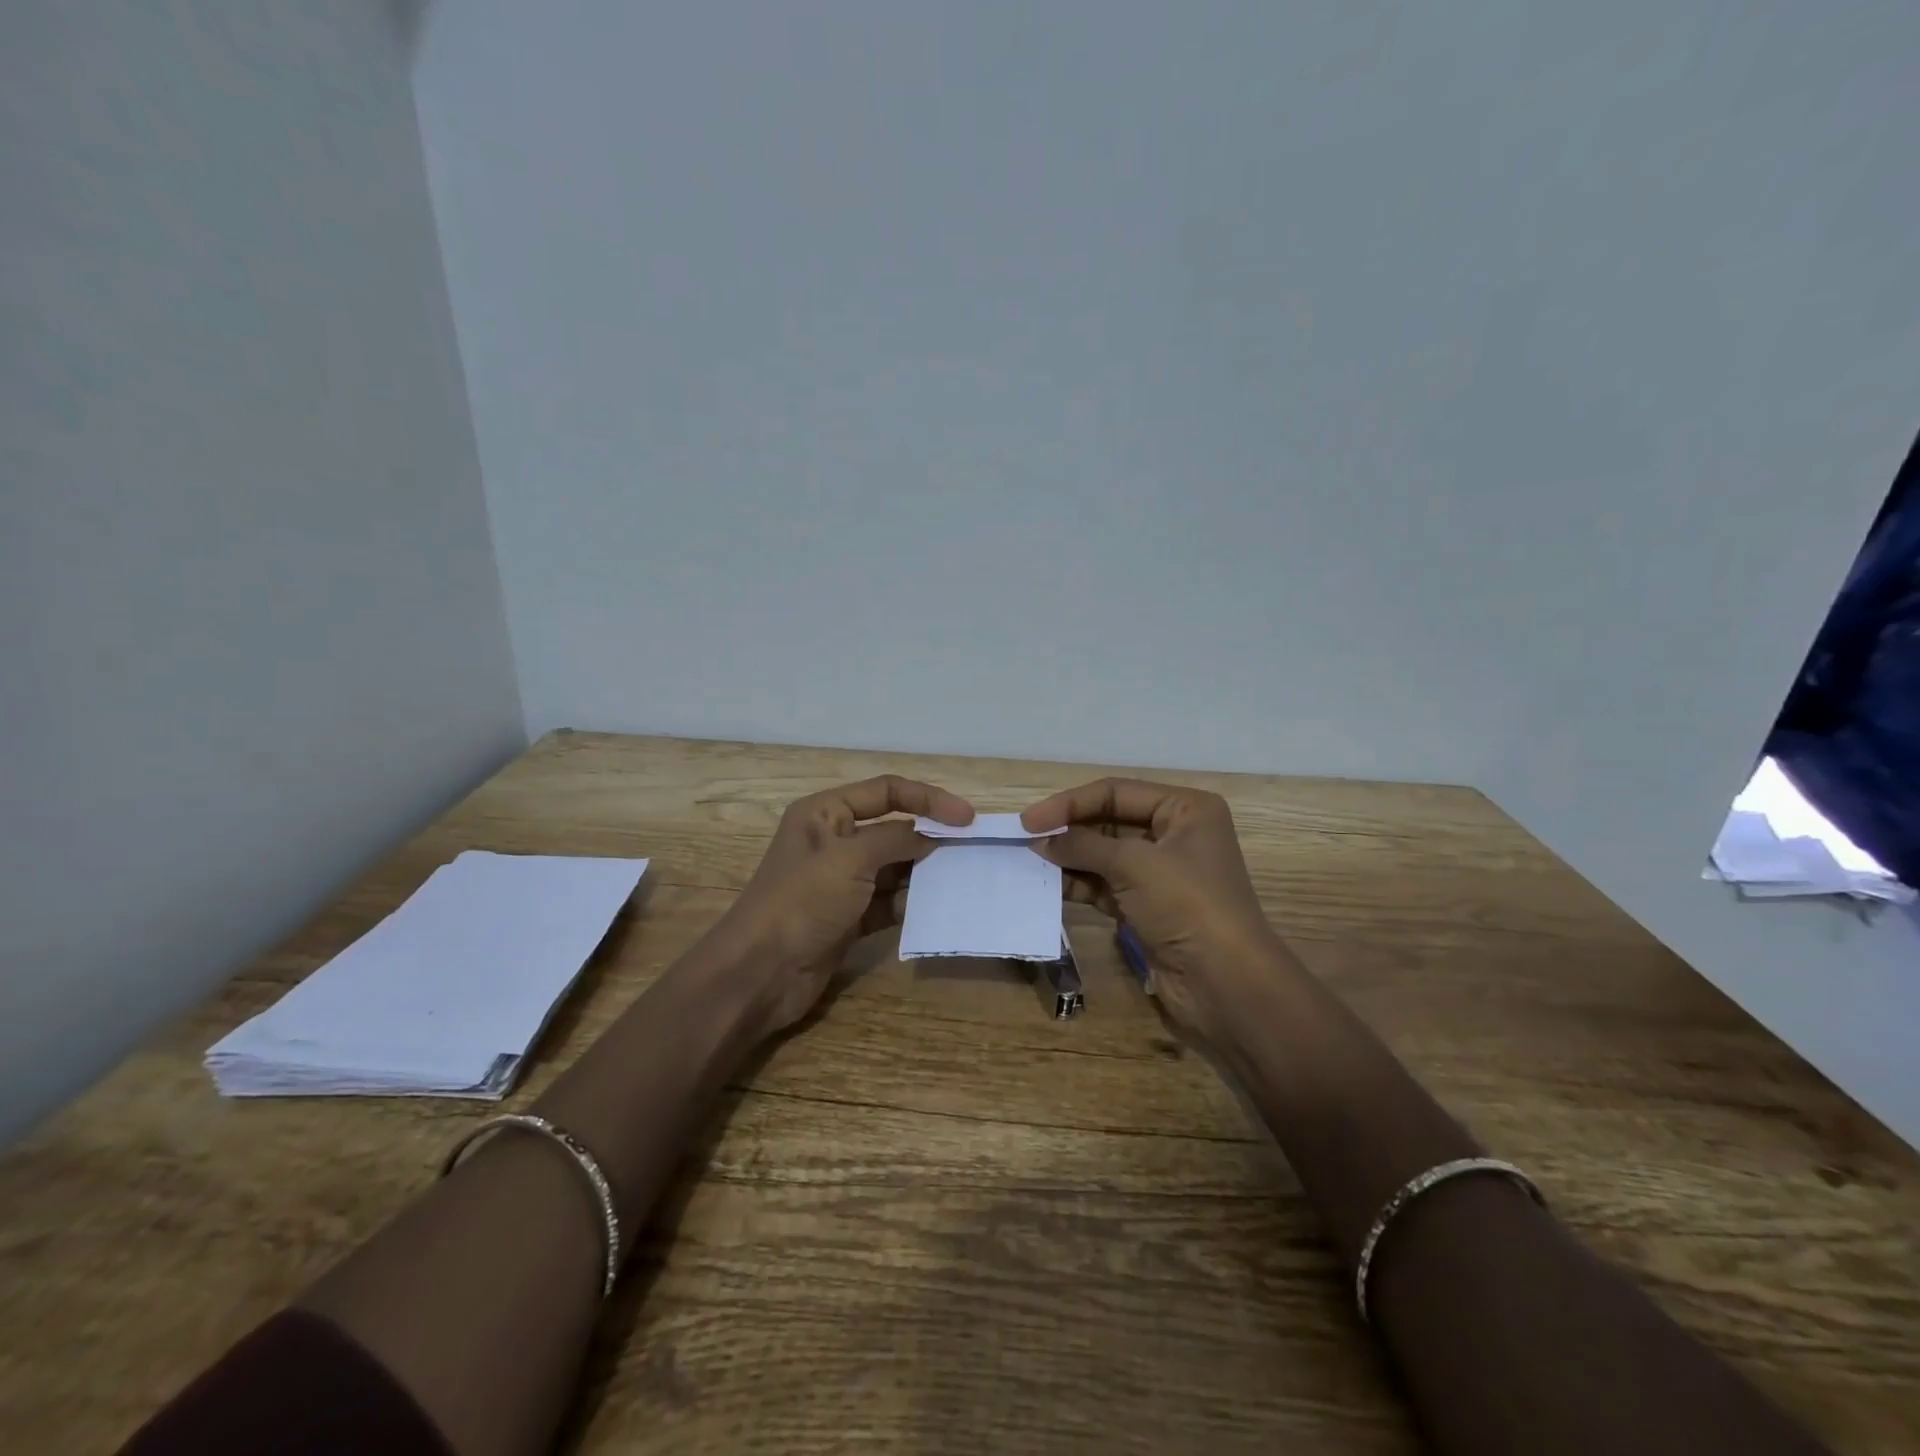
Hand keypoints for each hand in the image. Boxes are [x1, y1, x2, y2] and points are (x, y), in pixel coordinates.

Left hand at [708, 775, 973, 1032]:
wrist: (761, 973)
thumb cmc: (801, 901)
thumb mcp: (851, 859)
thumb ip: (897, 840)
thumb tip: (934, 835)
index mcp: (825, 813)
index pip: (886, 792)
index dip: (928, 799)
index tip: (967, 817)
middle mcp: (834, 841)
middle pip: (894, 829)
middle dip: (930, 838)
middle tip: (971, 849)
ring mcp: (842, 882)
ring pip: (895, 868)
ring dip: (925, 873)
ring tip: (962, 878)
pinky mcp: (850, 917)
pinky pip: (890, 901)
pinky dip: (911, 903)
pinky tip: (937, 908)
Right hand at [1021, 778, 1298, 1042]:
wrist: (1226, 986)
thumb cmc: (1187, 905)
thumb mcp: (1133, 864)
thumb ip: (1082, 846)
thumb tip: (1040, 840)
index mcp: (1185, 809)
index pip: (1116, 792)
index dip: (1070, 803)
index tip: (1028, 820)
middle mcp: (1175, 835)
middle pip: (1109, 821)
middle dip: (1069, 830)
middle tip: (1025, 840)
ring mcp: (1161, 874)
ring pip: (1104, 855)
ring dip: (1069, 859)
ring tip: (1030, 862)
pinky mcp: (1148, 907)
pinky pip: (1105, 885)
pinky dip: (1079, 885)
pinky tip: (1049, 886)